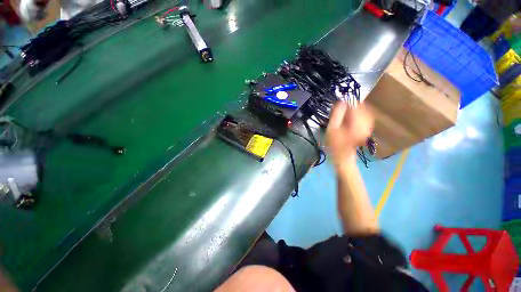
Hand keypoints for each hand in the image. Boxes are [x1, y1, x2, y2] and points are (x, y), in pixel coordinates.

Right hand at [326, 102, 373, 168]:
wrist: (344, 156)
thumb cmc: (335, 144)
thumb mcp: (332, 129)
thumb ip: (337, 115)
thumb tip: (341, 101)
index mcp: (357, 123)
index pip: (357, 105)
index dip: (350, 100)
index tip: (342, 99)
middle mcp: (367, 123)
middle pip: (363, 107)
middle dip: (353, 104)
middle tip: (342, 106)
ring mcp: (369, 126)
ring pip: (365, 110)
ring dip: (355, 108)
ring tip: (345, 111)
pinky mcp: (368, 128)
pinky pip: (366, 116)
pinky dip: (359, 113)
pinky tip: (351, 116)